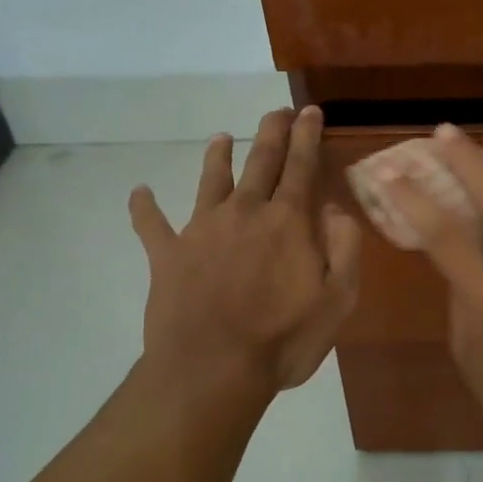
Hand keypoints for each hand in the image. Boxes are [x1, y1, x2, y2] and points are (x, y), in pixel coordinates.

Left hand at [130, 106, 360, 406]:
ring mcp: (202, 230)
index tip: (309, 111)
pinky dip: (144, 206)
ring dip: (218, 156)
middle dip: (271, 132)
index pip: (301, 166)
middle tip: (277, 111)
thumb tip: (334, 207)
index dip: (307, 135)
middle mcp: (245, 212)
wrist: (212, 370)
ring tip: (221, 137)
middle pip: (260, 161)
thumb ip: (343, 247)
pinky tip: (139, 191)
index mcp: (287, 221)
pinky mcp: (167, 255)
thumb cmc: (283, 339)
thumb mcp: (337, 298)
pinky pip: (151, 224)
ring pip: (211, 181)